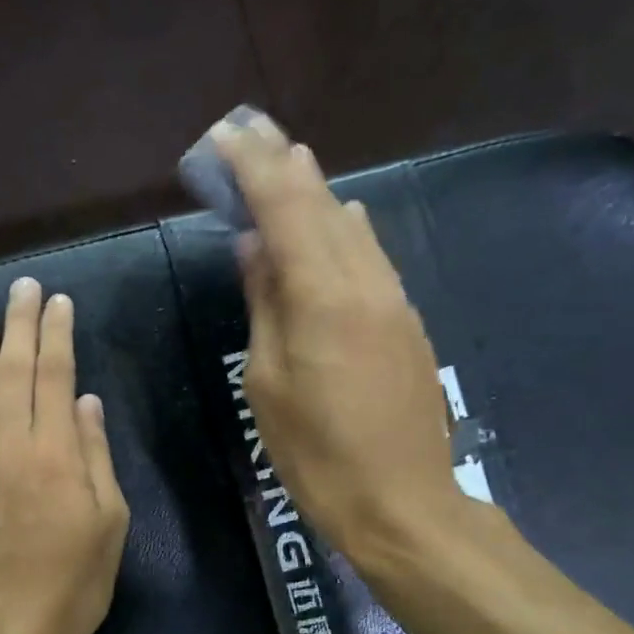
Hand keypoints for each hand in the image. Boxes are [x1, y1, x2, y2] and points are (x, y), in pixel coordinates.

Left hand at [0, 277, 130, 633]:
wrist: (12, 631)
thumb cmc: (76, 580)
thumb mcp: (110, 520)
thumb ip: (96, 455)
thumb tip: (86, 401)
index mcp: (57, 453)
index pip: (56, 375)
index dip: (56, 333)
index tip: (57, 301)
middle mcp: (11, 447)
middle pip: (14, 371)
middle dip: (18, 324)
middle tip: (21, 286)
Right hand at [214, 117, 480, 566]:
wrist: (402, 502)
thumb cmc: (316, 453)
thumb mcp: (267, 383)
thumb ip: (264, 305)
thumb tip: (256, 247)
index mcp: (323, 296)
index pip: (286, 207)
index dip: (254, 167)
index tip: (226, 136)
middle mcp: (366, 283)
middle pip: (323, 204)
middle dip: (285, 164)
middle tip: (253, 131)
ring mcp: (394, 300)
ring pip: (353, 227)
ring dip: (318, 191)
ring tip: (289, 161)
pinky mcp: (407, 323)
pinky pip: (371, 257)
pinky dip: (345, 228)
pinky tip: (339, 217)